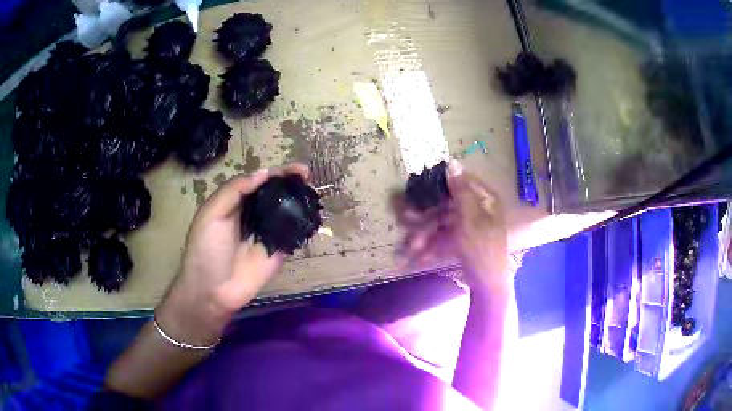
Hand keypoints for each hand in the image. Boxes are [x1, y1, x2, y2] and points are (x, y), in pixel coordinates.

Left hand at [156, 164, 309, 345]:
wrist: (213, 291)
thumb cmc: (206, 250)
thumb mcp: (211, 214)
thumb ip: (233, 191)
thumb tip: (264, 172)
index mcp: (235, 202)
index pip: (259, 181)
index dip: (277, 172)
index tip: (296, 169)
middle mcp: (253, 214)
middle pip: (275, 193)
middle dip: (292, 182)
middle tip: (309, 177)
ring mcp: (267, 233)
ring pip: (286, 211)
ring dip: (300, 200)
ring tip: (315, 193)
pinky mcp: (278, 251)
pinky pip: (292, 234)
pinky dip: (303, 224)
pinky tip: (314, 215)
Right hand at [398, 160, 508, 292]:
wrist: (488, 285)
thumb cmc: (482, 248)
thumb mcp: (470, 217)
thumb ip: (460, 190)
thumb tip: (452, 161)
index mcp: (485, 200)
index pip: (462, 182)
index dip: (441, 183)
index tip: (420, 187)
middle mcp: (478, 210)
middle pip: (449, 204)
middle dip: (427, 215)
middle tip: (406, 218)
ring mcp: (470, 227)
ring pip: (444, 223)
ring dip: (426, 234)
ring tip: (412, 246)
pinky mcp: (463, 242)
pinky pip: (446, 238)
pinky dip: (433, 245)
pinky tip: (419, 254)